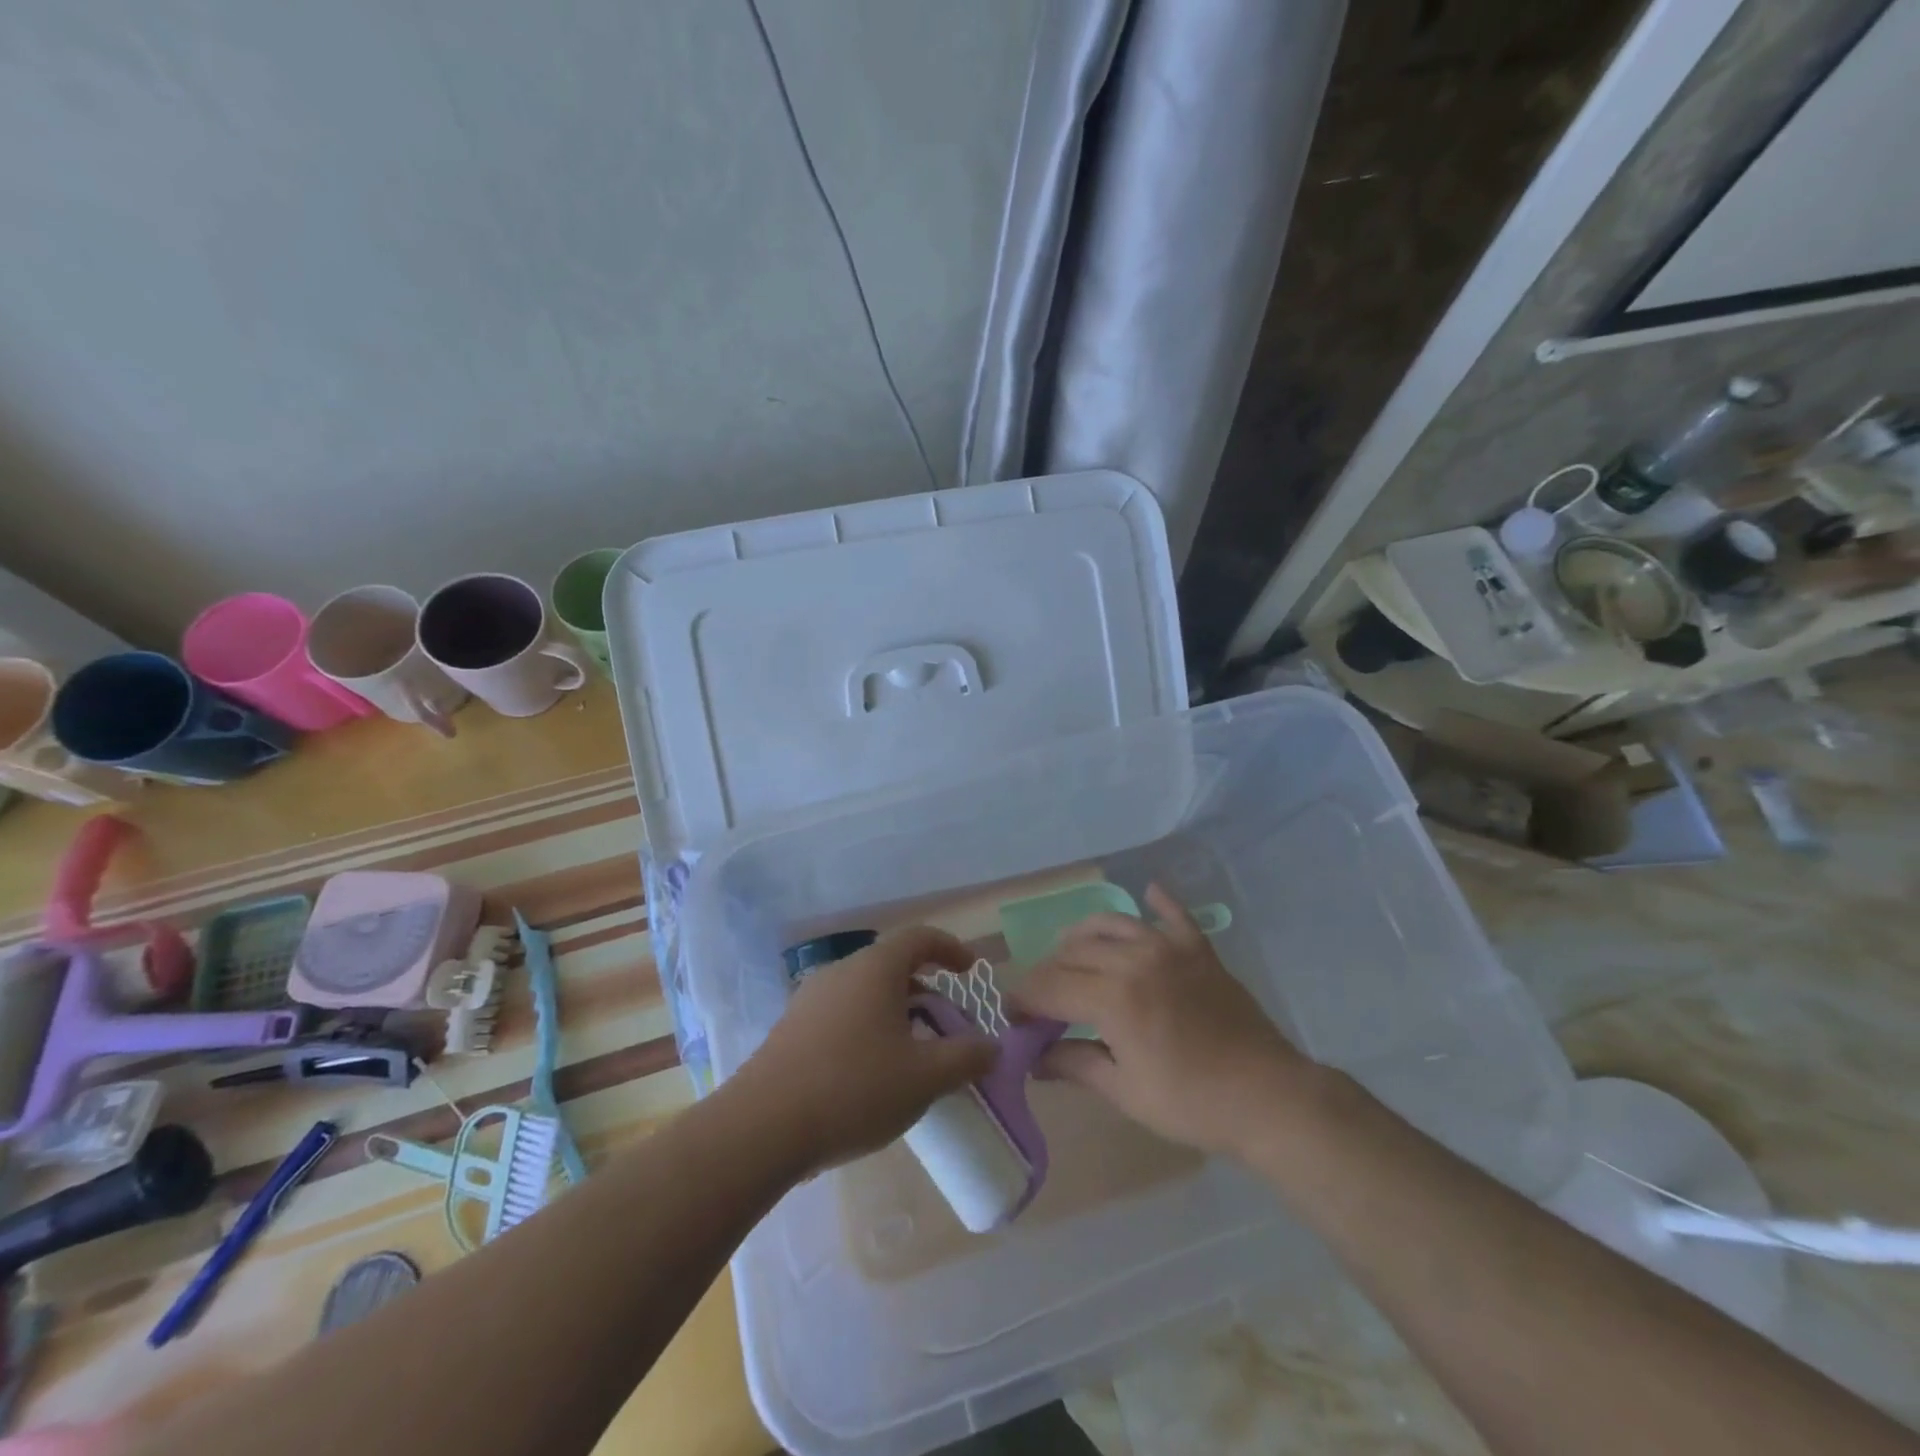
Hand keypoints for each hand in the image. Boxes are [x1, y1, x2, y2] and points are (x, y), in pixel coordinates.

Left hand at [733, 926, 997, 1172]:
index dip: (950, 948)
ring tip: (913, 1056)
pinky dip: (868, 1029)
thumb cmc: (854, 1089)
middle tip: (946, 1027)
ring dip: (897, 1014)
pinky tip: (871, 1074)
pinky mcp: (792, 1028)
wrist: (762, 1127)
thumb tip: (992, 1046)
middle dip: (926, 992)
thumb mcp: (924, 1078)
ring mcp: (811, 998)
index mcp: (875, 969)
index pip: (919, 937)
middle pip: (892, 967)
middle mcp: (841, 972)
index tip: (970, 970)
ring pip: (866, 993)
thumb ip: (966, 1058)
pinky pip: (842, 1014)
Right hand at [1009, 885, 1316, 1159]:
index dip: (1025, 999)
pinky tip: (1148, 890)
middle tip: (1041, 997)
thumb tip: (1035, 1057)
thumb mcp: (1125, 1091)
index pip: (1051, 987)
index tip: (1013, 1014)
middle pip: (1074, 953)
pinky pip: (1174, 915)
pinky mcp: (1199, 950)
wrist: (1268, 1097)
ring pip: (1112, 923)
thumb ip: (1075, 1064)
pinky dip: (1159, 901)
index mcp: (1113, 997)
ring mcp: (1169, 949)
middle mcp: (1134, 959)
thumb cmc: (1191, 1103)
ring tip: (1073, 953)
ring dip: (1084, 936)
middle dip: (1048, 972)